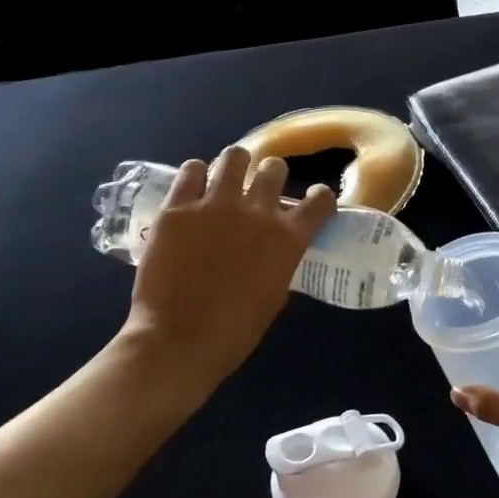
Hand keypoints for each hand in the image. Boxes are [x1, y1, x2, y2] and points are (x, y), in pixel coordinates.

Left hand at [122, 146, 334, 406]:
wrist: (178, 340)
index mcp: (288, 237)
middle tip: (258, 189)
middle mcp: (258, 211)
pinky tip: (192, 186)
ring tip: (225, 177)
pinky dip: (195, 175)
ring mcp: (215, 205)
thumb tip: (275, 249)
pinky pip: (190, 171)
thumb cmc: (234, 331)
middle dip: (270, 176)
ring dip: (234, 166)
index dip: (319, 197)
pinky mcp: (178, 207)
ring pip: (234, 157)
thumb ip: (279, 261)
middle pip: (274, 168)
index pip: (320, 200)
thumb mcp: (275, 294)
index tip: (313, 199)